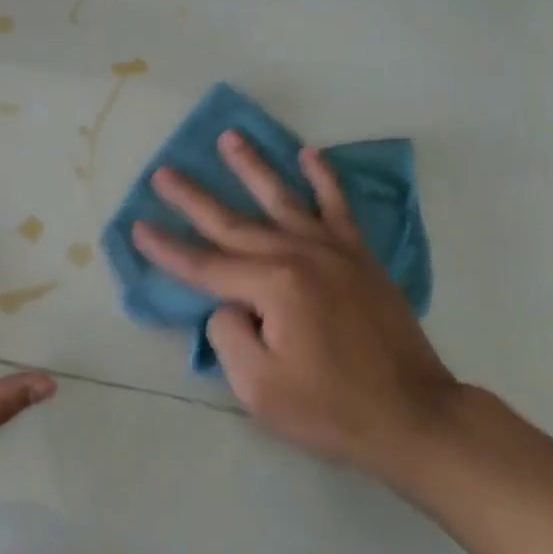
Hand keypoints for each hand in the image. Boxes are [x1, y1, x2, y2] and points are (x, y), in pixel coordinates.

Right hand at [131, 131, 458, 482]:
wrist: (415, 415)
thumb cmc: (331, 409)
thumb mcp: (259, 388)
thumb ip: (229, 336)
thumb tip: (228, 304)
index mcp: (274, 286)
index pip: (205, 265)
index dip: (168, 248)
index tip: (137, 227)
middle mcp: (300, 255)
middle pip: (235, 222)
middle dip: (194, 198)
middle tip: (163, 172)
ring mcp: (333, 251)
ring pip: (283, 198)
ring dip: (252, 167)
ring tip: (229, 138)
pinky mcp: (360, 257)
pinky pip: (337, 206)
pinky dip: (323, 178)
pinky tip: (308, 154)